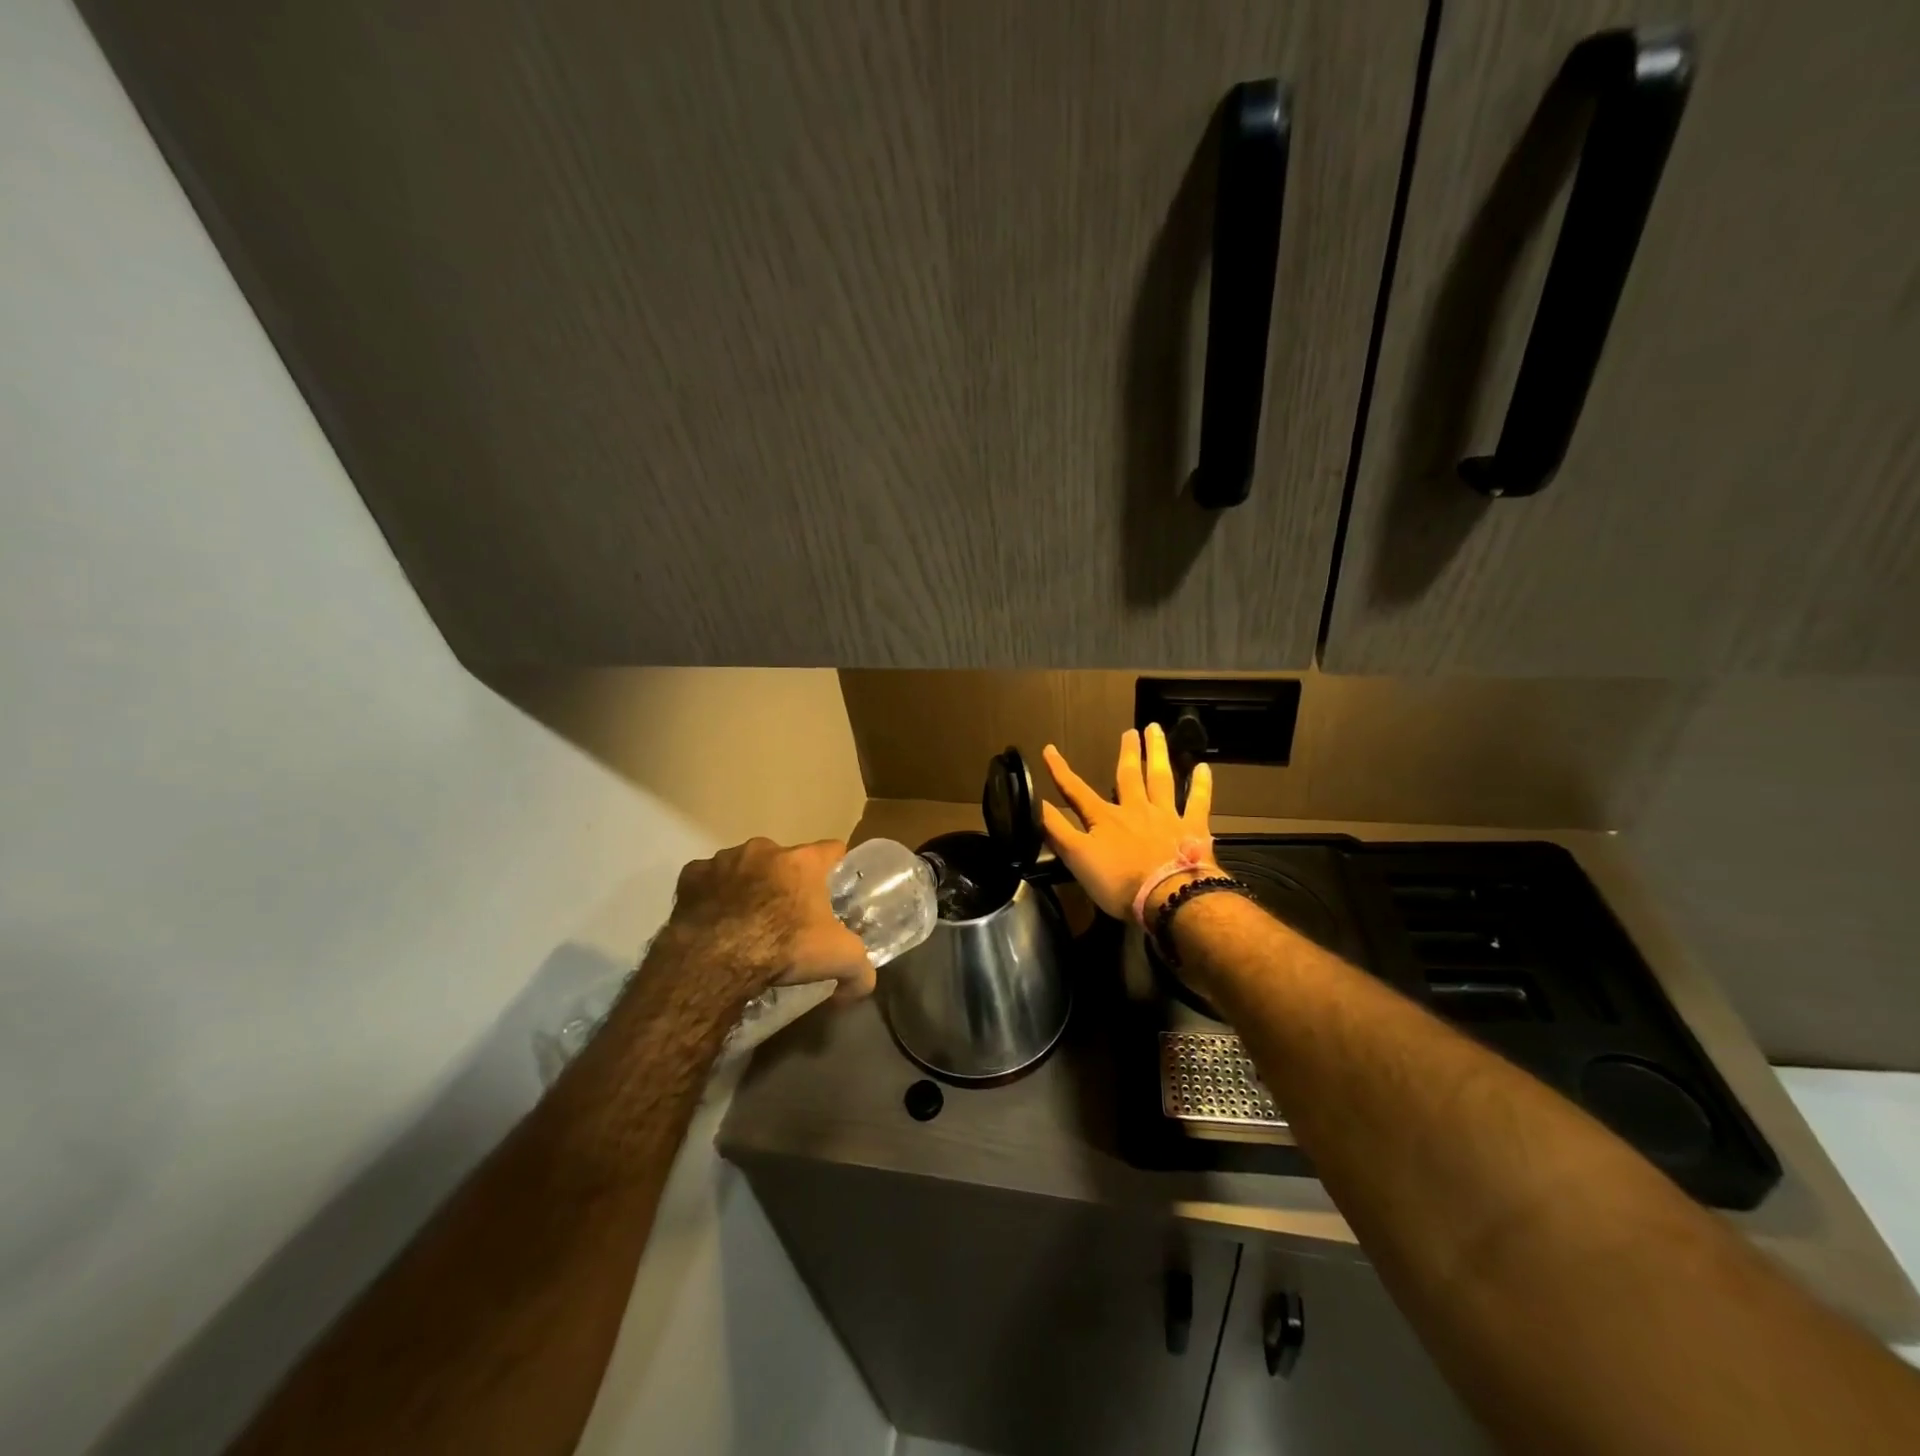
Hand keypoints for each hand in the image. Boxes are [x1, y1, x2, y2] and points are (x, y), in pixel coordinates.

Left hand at [664, 838, 873, 1001]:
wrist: (715, 960)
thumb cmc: (784, 947)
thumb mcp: (839, 960)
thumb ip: (861, 970)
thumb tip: (864, 985)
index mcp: (802, 861)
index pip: (833, 849)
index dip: (836, 868)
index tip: (835, 889)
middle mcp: (764, 849)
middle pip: (785, 859)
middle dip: (787, 881)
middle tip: (789, 915)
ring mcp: (724, 859)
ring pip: (744, 866)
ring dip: (749, 885)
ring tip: (747, 921)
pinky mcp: (691, 876)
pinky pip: (707, 880)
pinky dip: (713, 895)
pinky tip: (715, 921)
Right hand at [1041, 725, 1217, 921]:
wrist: (1169, 897)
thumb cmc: (1119, 882)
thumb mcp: (1077, 858)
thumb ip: (1055, 830)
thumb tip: (1033, 804)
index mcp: (1105, 819)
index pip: (1076, 791)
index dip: (1060, 771)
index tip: (1048, 749)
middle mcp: (1135, 810)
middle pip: (1128, 776)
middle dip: (1126, 753)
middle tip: (1130, 730)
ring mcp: (1166, 817)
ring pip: (1161, 779)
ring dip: (1157, 754)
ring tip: (1156, 731)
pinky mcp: (1192, 829)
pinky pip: (1198, 802)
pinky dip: (1201, 785)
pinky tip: (1203, 768)